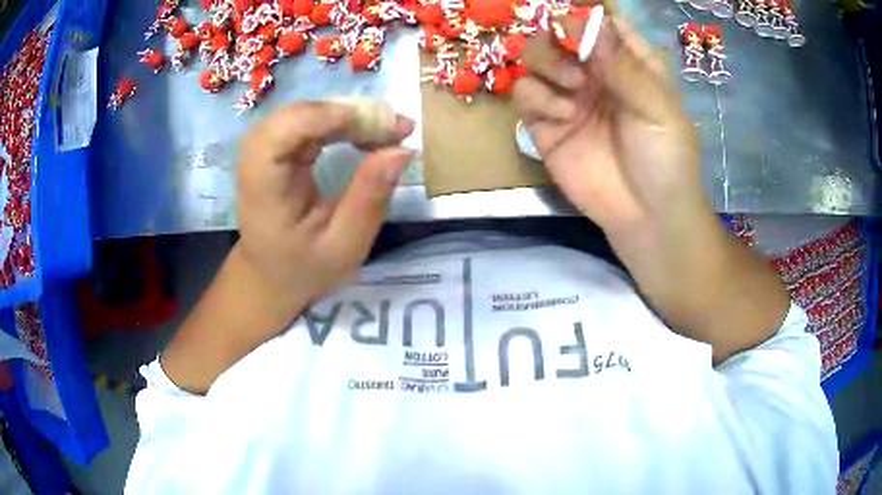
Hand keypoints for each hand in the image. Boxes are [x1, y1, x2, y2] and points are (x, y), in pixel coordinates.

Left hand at [237, 101, 414, 303]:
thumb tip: (403, 150)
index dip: (328, 117)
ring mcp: (265, 149)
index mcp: (263, 187)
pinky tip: (368, 135)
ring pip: (308, 112)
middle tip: (397, 130)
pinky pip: (312, 121)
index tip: (380, 127)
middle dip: (350, 114)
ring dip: (351, 116)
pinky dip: (343, 123)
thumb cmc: (304, 268)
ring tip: (391, 132)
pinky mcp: (278, 148)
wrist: (271, 275)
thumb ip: (369, 199)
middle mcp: (256, 159)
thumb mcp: (344, 247)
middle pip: (299, 114)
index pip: (283, 132)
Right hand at [513, 13, 705, 238]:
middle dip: (559, 39)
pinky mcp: (546, 124)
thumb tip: (591, 23)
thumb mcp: (659, 110)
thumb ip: (626, 67)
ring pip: (535, 57)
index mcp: (628, 63)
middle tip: (573, 62)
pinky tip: (561, 116)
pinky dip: (536, 98)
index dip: (586, 17)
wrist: (646, 218)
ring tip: (571, 92)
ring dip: (546, 65)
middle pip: (559, 33)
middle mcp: (595, 72)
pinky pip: (524, 94)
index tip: (579, 26)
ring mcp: (568, 96)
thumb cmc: (666, 160)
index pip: (602, 23)